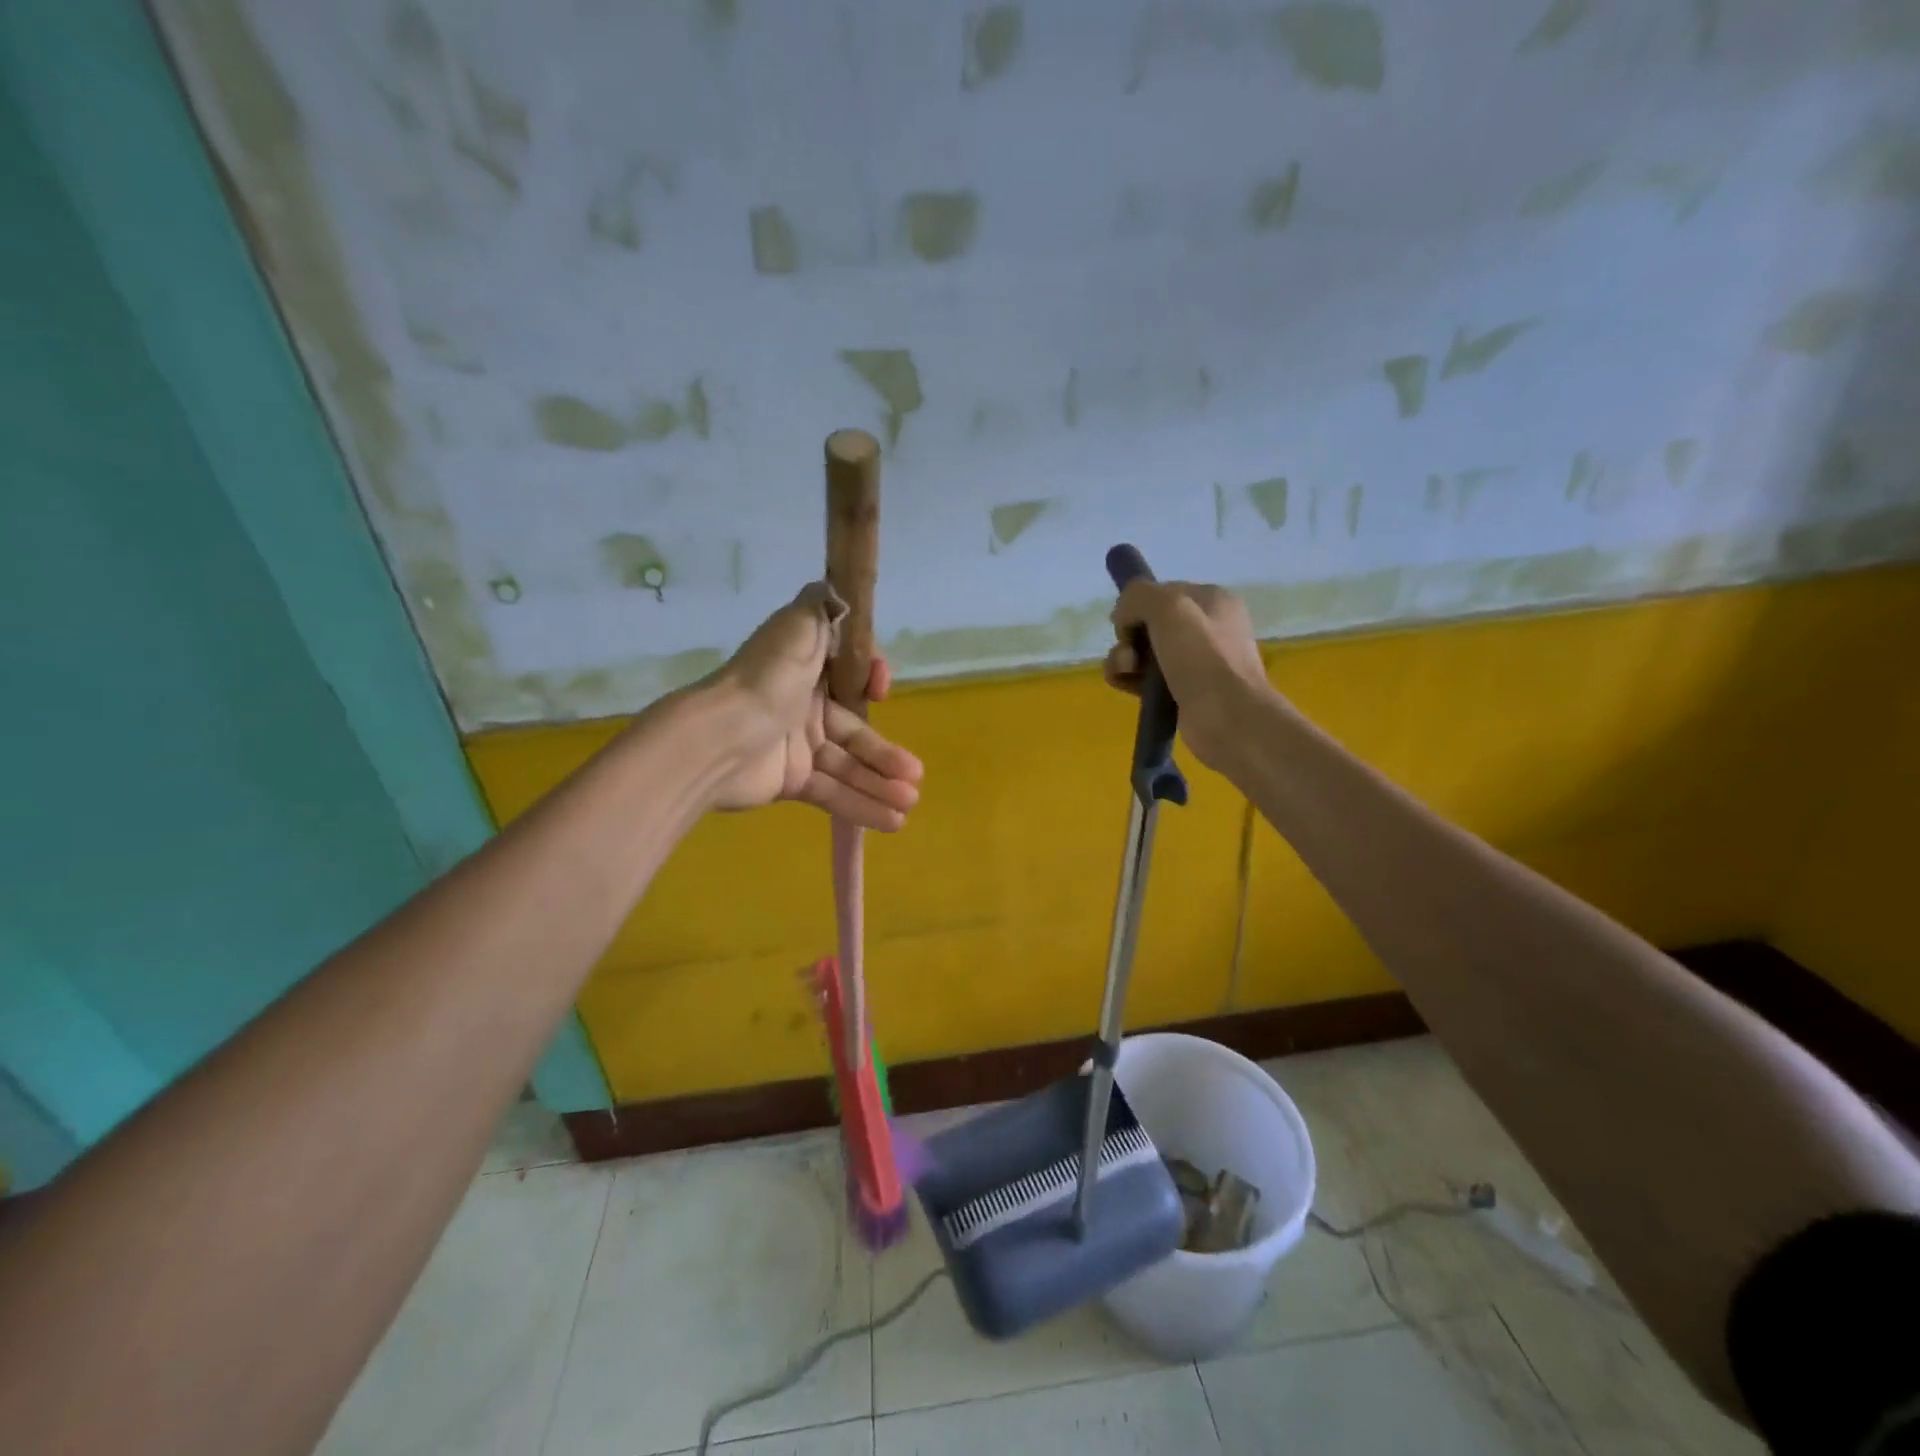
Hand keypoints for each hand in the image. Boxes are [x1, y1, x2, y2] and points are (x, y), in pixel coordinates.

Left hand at [699, 583, 922, 828]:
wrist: (720, 738)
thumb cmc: (768, 680)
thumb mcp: (801, 625)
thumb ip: (824, 605)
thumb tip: (842, 590)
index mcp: (806, 669)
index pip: (849, 679)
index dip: (870, 685)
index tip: (881, 692)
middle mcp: (803, 706)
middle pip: (855, 731)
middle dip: (886, 755)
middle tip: (915, 777)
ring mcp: (797, 746)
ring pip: (848, 766)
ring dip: (881, 785)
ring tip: (909, 805)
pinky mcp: (790, 780)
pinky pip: (832, 792)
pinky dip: (860, 806)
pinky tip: (891, 821)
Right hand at [1103, 580, 1270, 771]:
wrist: (1228, 718)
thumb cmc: (1202, 657)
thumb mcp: (1168, 607)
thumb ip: (1138, 596)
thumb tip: (1122, 617)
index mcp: (1211, 601)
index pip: (1161, 592)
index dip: (1136, 606)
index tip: (1124, 624)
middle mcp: (1206, 628)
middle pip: (1150, 624)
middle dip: (1128, 636)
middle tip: (1129, 655)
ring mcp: (1196, 662)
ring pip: (1144, 652)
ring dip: (1124, 658)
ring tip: (1124, 673)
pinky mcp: (1183, 692)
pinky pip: (1147, 678)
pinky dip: (1129, 679)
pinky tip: (1122, 685)